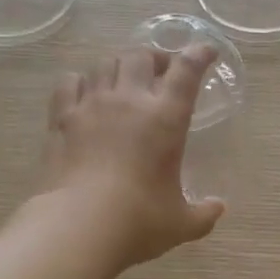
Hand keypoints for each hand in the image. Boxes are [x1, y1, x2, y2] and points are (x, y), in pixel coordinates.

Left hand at [38, 45, 225, 269]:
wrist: (76, 226)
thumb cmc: (138, 221)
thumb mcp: (181, 223)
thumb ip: (203, 213)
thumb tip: (218, 207)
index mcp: (166, 118)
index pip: (187, 71)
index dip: (199, 55)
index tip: (206, 51)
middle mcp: (129, 101)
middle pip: (141, 56)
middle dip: (155, 58)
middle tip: (161, 72)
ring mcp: (91, 106)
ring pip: (105, 63)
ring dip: (119, 66)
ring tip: (124, 81)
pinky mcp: (61, 119)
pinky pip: (69, 82)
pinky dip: (80, 81)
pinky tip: (84, 93)